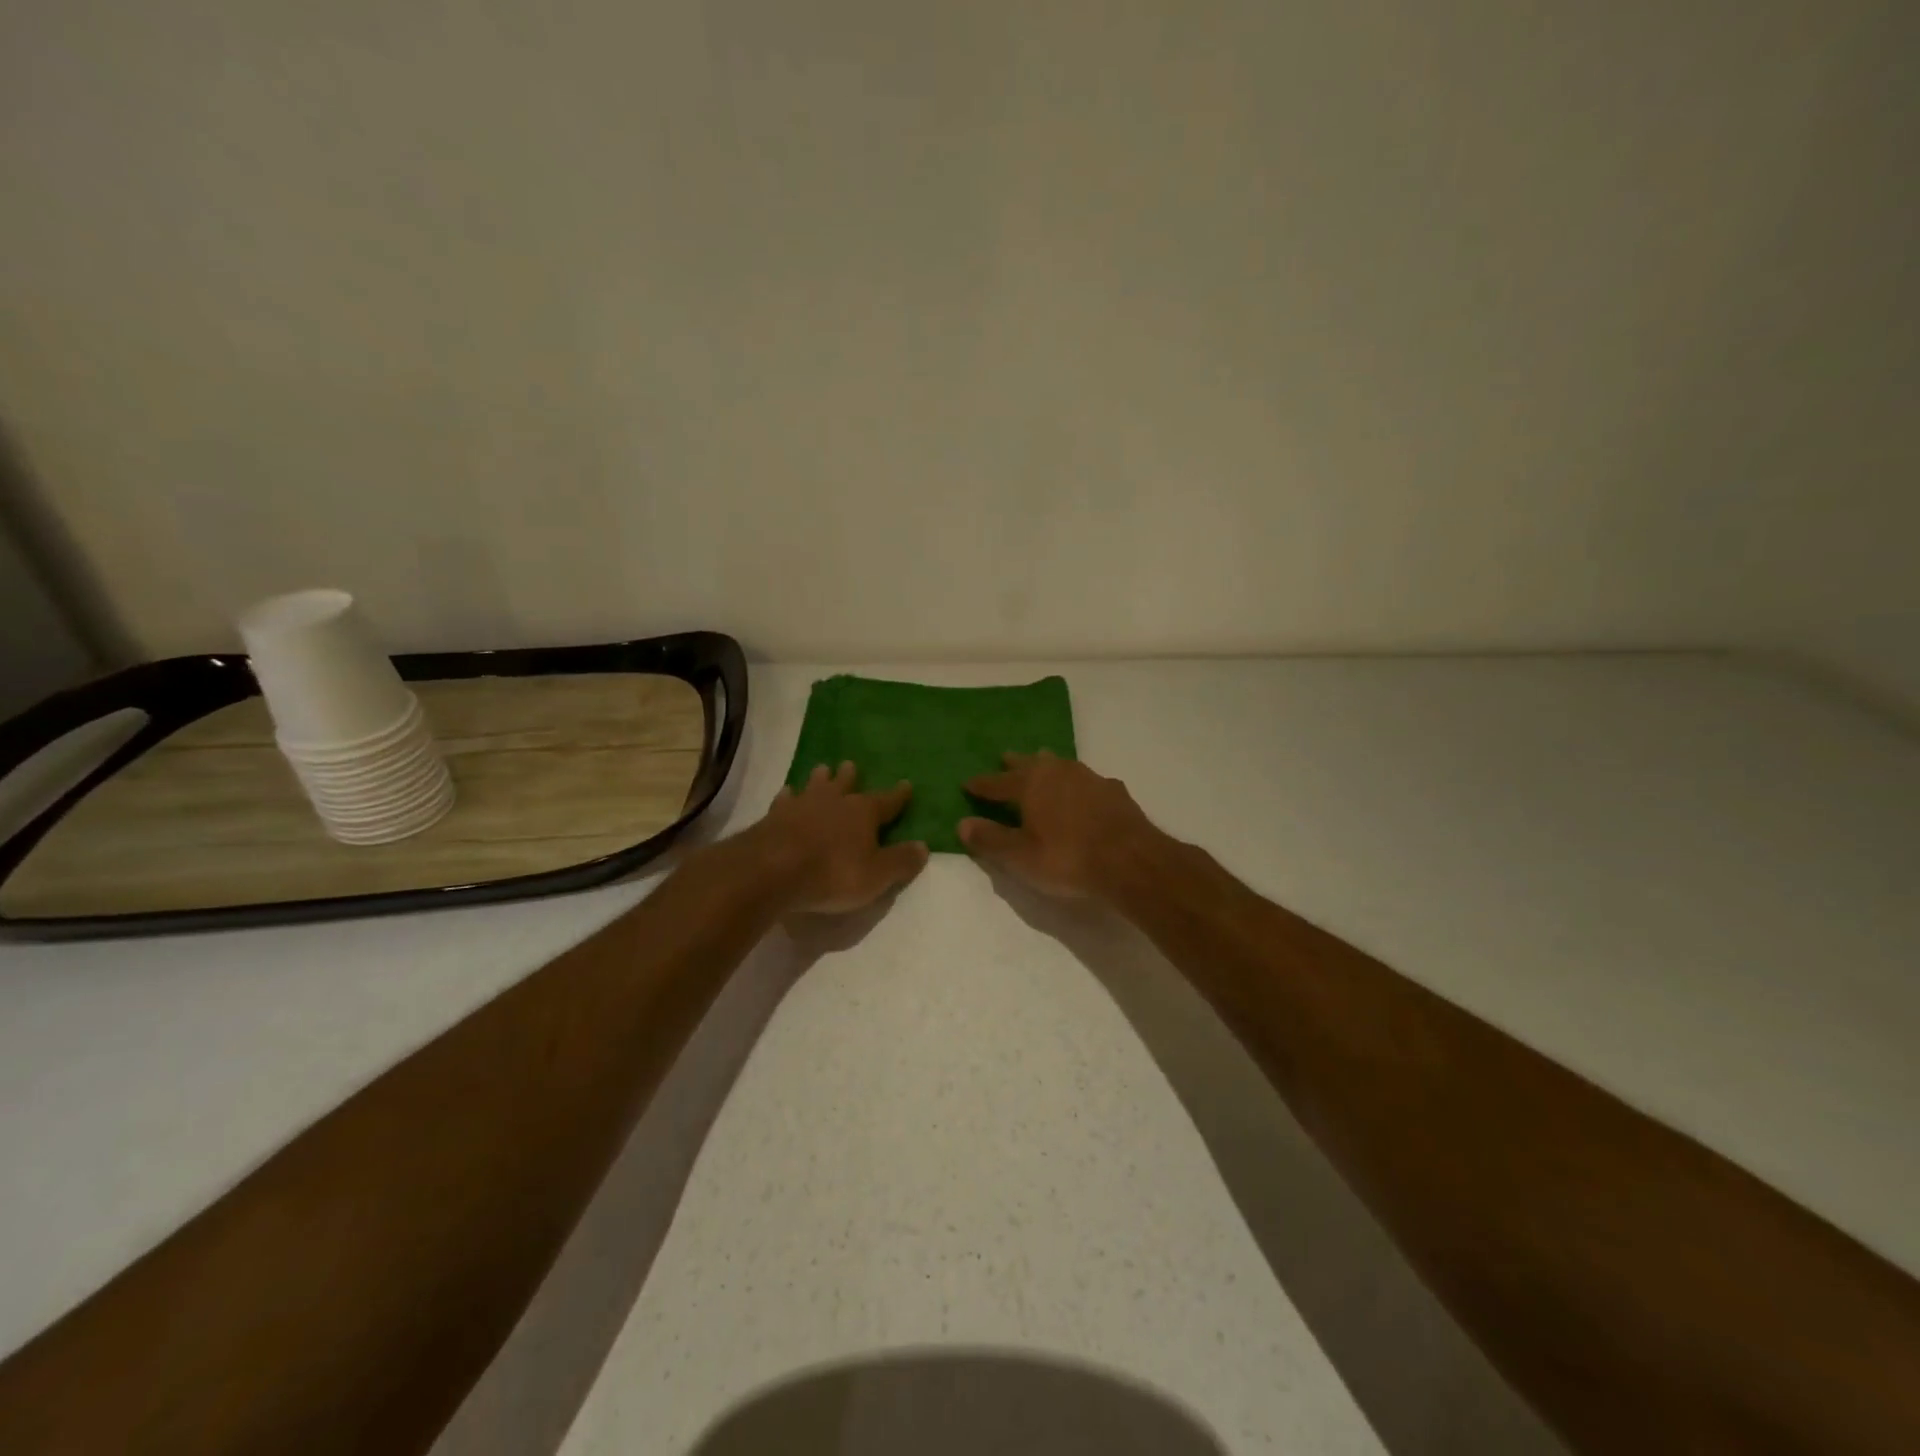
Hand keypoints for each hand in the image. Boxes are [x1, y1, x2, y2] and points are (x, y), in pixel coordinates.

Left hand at [757, 761, 927, 912]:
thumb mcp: (876, 875)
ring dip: (820, 779)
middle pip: (846, 784)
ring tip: (822, 769)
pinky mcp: (774, 816)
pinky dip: (788, 796)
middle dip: (851, 776)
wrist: (772, 870)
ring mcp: (802, 805)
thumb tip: (924, 847)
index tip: (907, 784)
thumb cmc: (832, 873)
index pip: (887, 801)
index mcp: (863, 812)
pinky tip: (786, 793)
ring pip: (815, 785)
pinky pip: (784, 800)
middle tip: (850, 764)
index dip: (898, 795)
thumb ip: (900, 861)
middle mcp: (834, 801)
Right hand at [959, 751, 1159, 899]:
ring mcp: (1089, 778)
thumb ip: (991, 839)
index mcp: (1030, 784)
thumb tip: (962, 823)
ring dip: (1047, 766)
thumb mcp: (1021, 857)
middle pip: (1030, 764)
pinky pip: (1087, 780)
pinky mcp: (1114, 791)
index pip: (997, 783)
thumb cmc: (1068, 859)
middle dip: (1015, 764)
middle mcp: (1058, 772)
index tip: (967, 783)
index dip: (981, 785)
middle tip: (1005, 758)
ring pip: (1061, 765)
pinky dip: (1077, 784)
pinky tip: (1083, 791)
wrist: (1131, 861)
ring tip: (1041, 764)